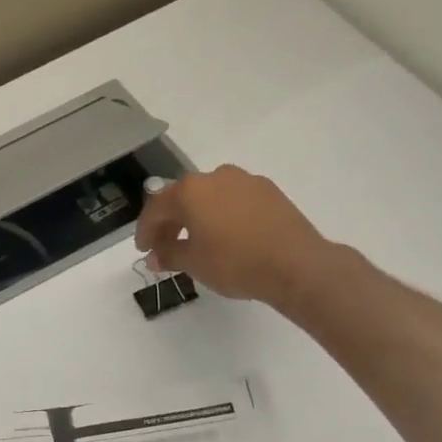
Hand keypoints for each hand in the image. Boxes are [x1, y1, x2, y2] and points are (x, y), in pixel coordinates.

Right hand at [135, 166, 328, 309]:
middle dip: (171, 222)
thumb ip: (169, 255)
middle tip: (166, 247)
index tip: (144, 250)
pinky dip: (223, 215)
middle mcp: (215, 177)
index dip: (146, 231)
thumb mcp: (193, 263)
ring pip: (210, 197)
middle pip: (182, 198)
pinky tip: (227, 236)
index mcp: (190, 191)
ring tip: (198, 242)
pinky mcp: (269, 191)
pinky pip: (234, 200)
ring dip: (198, 217)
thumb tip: (154, 257)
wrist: (297, 265)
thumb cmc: (235, 262)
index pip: (156, 208)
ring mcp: (245, 181)